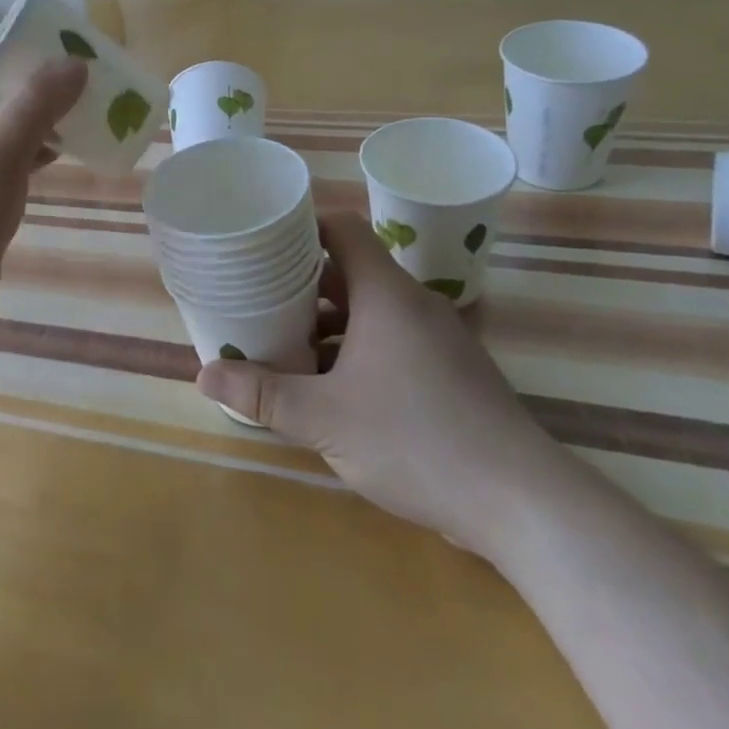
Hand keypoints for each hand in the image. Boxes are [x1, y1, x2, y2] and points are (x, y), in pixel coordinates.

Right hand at [197, 210, 578, 559]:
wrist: (524, 504)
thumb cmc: (417, 441)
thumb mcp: (324, 418)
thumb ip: (262, 394)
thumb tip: (204, 373)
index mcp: (386, 294)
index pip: (342, 228)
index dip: (301, 225)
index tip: (262, 239)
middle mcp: (414, 305)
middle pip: (349, 270)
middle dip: (300, 282)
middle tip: (255, 294)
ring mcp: (437, 340)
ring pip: (370, 311)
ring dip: (327, 322)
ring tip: (282, 341)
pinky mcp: (450, 374)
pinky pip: (391, 341)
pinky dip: (355, 350)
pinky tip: (329, 386)